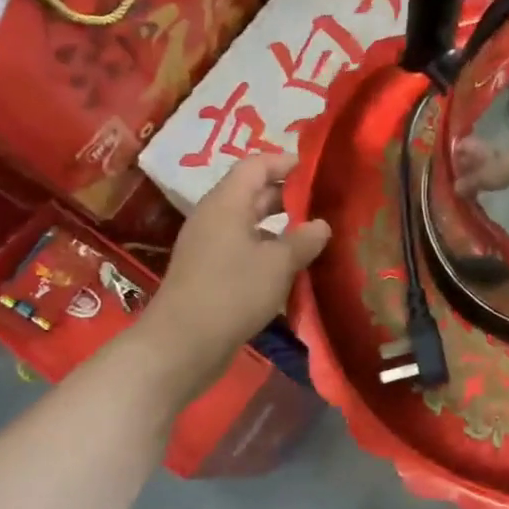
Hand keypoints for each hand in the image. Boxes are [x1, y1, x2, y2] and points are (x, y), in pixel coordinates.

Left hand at [146, 154, 329, 395]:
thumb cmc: (232, 293)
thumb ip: (304, 240)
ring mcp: (210, 246)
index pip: (257, 165)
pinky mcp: (211, 272)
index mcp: (227, 203)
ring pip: (251, 223)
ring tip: (317, 234)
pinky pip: (245, 248)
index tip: (319, 171)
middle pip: (253, 192)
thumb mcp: (278, 264)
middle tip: (326, 203)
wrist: (182, 344)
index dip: (287, 163)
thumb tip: (322, 225)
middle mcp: (215, 217)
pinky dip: (269, 249)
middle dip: (289, 196)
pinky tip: (293, 266)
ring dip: (281, 226)